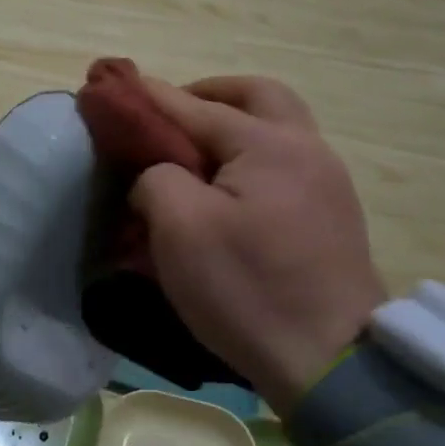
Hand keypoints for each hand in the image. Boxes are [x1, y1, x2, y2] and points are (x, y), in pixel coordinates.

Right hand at [130, 76, 384, 405]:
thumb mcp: (180, 229)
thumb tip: (159, 176)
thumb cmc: (247, 289)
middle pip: (257, 96)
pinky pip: (287, 162)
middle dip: (209, 95)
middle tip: (172, 115)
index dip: (149, 97)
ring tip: (195, 151)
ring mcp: (327, 182)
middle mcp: (306, 149)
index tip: (112, 84)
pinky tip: (229, 186)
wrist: (329, 361)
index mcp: (269, 145)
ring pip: (279, 127)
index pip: (194, 108)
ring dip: (235, 123)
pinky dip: (252, 155)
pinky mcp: (332, 215)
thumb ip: (157, 178)